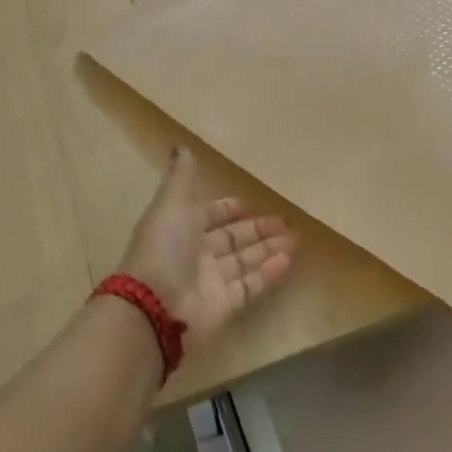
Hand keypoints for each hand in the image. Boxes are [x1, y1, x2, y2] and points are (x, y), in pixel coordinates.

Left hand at [118, 147, 297, 348]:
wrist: (155, 305)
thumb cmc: (165, 247)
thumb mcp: (172, 202)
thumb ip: (181, 177)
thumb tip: (179, 145)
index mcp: (181, 227)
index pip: (209, 215)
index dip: (228, 209)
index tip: (250, 203)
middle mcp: (196, 254)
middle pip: (232, 238)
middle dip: (257, 229)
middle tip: (285, 221)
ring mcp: (211, 281)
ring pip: (245, 261)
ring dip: (269, 249)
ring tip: (295, 239)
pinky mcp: (225, 306)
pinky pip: (250, 286)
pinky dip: (269, 273)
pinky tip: (288, 260)